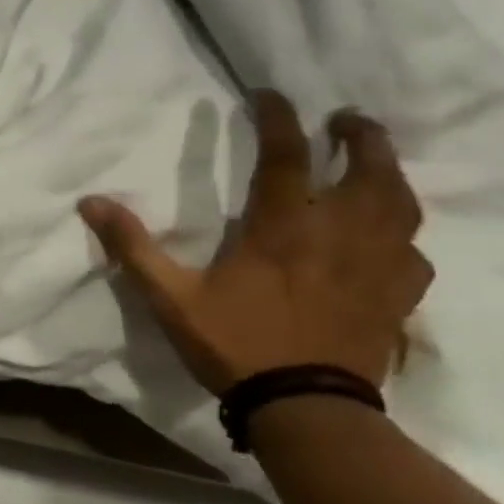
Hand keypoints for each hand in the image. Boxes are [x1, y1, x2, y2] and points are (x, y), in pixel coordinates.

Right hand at [78, 90, 431, 392]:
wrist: (306, 409)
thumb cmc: (236, 344)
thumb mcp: (170, 297)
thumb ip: (133, 247)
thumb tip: (90, 202)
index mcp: (283, 228)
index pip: (287, 156)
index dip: (279, 118)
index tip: (269, 94)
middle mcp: (339, 235)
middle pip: (368, 169)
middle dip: (359, 136)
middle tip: (346, 119)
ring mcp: (376, 266)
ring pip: (401, 205)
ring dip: (390, 173)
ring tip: (377, 162)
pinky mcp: (397, 298)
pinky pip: (413, 254)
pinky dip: (403, 235)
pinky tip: (393, 238)